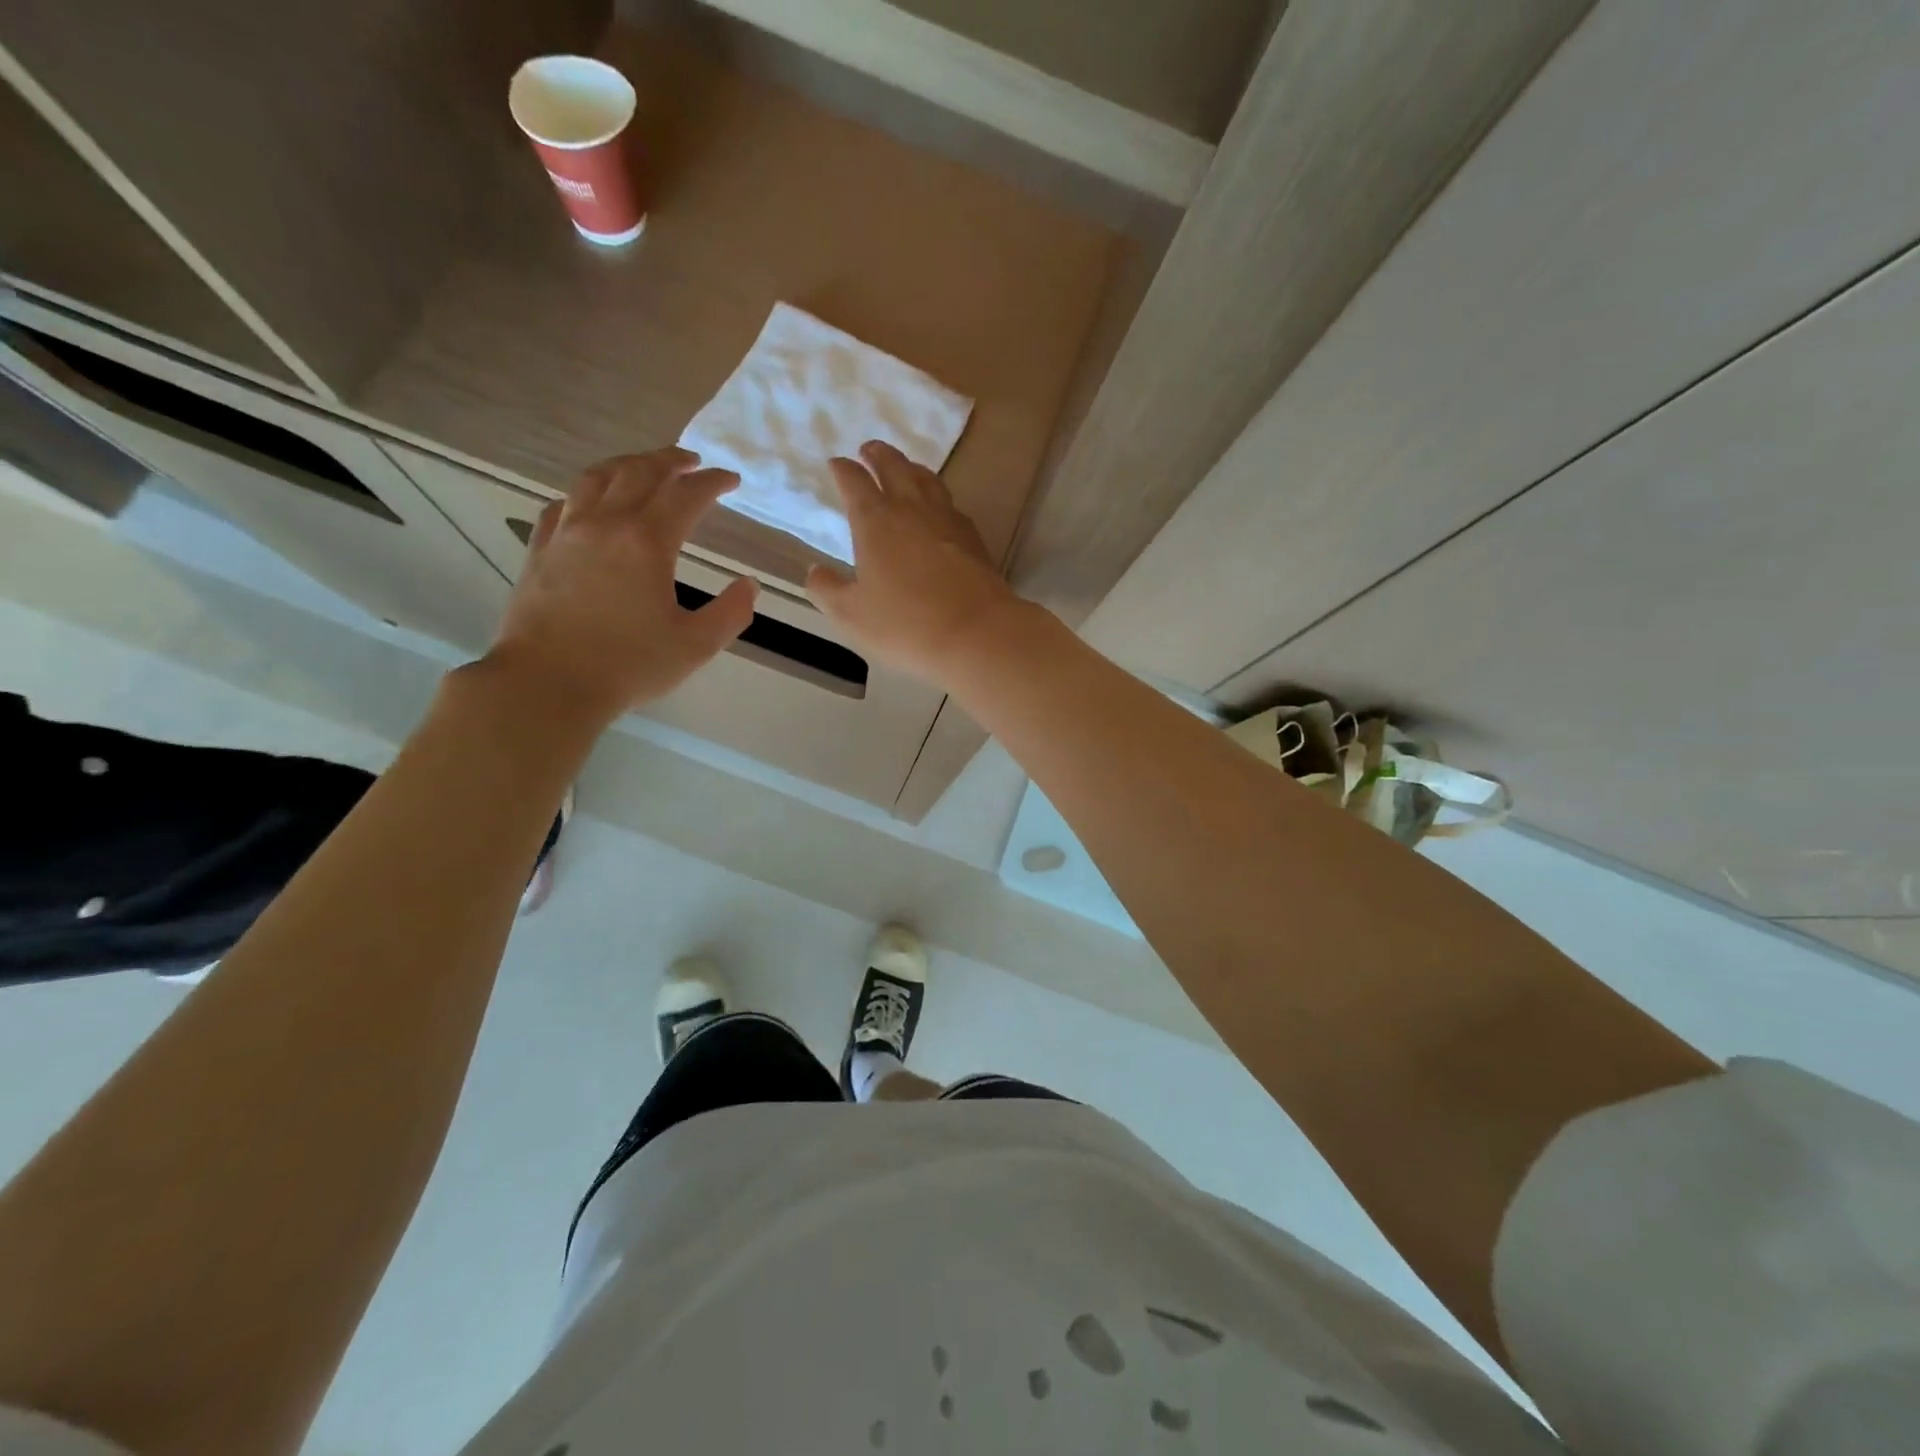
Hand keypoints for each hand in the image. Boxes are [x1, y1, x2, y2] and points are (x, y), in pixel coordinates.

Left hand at [483, 449, 757, 723]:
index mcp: (647, 542)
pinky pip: (563, 504)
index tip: (731, 480)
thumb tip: (748, 585)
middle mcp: (605, 524)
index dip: (712, 482)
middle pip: (639, 472)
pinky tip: (591, 502)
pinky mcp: (540, 550)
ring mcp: (566, 533)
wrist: (547, 683)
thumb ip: (731, 612)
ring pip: (596, 478)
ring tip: (644, 467)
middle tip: (692, 461)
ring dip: (627, 464)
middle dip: (670, 460)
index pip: (686, 495)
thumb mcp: (696, 646)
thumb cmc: (627, 666)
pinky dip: (585, 493)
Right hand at [806, 442, 1023, 683]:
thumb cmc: (905, 624)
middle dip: (878, 454)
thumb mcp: (851, 615)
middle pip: (894, 467)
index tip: (836, 464)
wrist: (976, 633)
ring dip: (910, 467)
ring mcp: (947, 520)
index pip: (854, 482)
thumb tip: (815, 571)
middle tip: (869, 449)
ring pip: (927, 479)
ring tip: (904, 467)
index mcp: (875, 522)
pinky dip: (937, 496)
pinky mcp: (973, 537)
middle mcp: (911, 509)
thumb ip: (827, 590)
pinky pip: (950, 504)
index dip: (843, 470)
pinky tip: (938, 508)